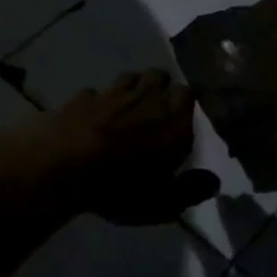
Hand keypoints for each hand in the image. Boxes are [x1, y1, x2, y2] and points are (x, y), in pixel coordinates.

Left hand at [33, 70, 220, 225]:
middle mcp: (146, 98)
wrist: (63, 166)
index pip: (188, 94)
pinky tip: (92, 114)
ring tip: (128, 105)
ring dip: (133, 86)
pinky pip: (95, 92)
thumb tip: (214, 181)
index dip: (186, 101)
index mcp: (172, 120)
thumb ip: (191, 190)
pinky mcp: (82, 97)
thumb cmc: (121, 186)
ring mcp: (111, 93)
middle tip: (158, 106)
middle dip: (161, 86)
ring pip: (130, 76)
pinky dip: (97, 101)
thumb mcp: (163, 201)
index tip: (183, 114)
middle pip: (160, 76)